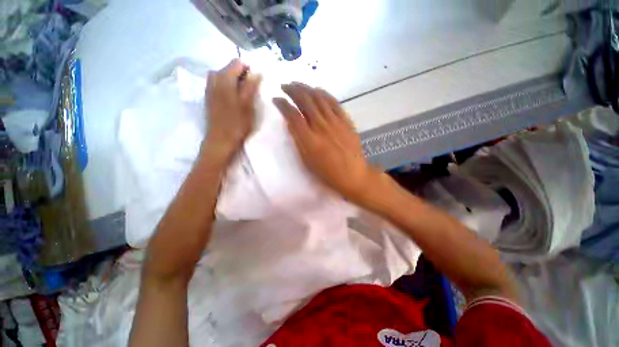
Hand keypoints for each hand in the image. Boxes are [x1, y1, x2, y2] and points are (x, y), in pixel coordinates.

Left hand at [203, 59, 261, 160]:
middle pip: (230, 68)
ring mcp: (209, 88)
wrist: (220, 140)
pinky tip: (234, 98)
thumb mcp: (247, 104)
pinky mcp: (209, 97)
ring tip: (244, 94)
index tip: (257, 82)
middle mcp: (214, 79)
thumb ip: (251, 86)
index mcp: (224, 78)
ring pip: (224, 76)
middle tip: (252, 91)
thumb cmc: (237, 124)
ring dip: (235, 81)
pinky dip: (228, 87)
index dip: (249, 69)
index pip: (238, 62)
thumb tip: (257, 71)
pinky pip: (219, 84)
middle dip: (243, 75)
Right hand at [273, 82, 382, 203]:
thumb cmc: (327, 172)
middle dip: (293, 90)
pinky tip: (317, 90)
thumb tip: (290, 123)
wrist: (353, 175)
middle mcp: (321, 126)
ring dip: (307, 88)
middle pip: (305, 101)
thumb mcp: (307, 161)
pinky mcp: (346, 121)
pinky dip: (324, 93)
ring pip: (319, 98)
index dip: (282, 104)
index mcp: (309, 139)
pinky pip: (334, 102)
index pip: (292, 115)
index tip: (276, 99)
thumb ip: (298, 140)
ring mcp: (335, 122)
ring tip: (298, 84)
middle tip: (285, 86)